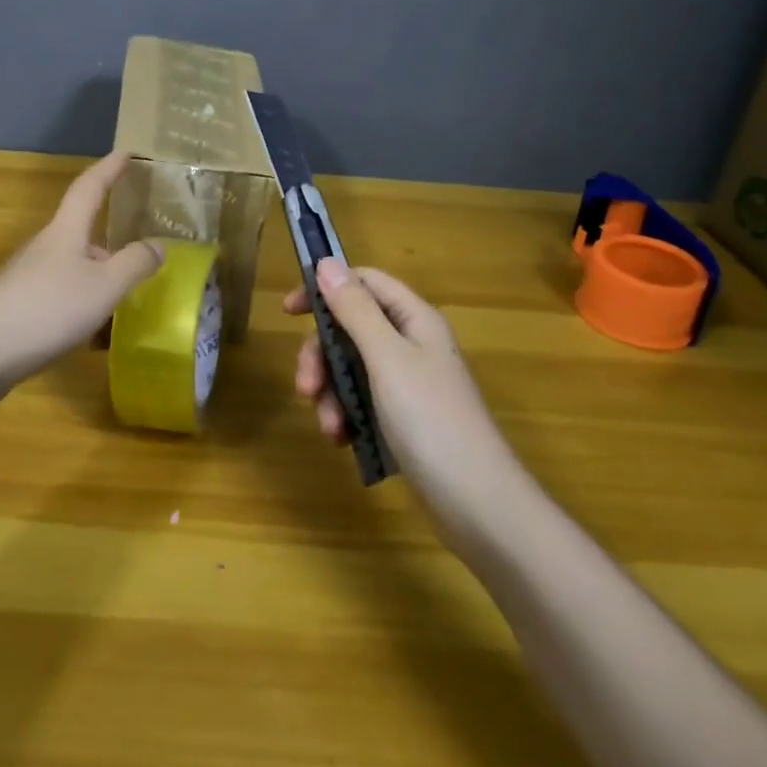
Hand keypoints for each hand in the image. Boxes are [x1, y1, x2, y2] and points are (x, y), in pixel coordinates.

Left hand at [0, 152, 163, 394]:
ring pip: (72, 264)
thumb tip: (157, 245)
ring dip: (96, 271)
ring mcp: (28, 276)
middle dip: (107, 233)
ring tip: (123, 292)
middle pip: (80, 229)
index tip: (125, 153)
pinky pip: (60, 292)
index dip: (108, 169)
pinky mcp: (19, 305)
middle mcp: (45, 246)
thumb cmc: (48, 309)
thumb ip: (134, 264)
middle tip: (138, 242)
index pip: (89, 188)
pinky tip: (91, 327)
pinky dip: (81, 299)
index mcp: (66, 231)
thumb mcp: (104, 287)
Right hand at [285, 259, 514, 513]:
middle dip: (322, 356)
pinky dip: (346, 415)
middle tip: (305, 387)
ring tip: (330, 427)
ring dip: (331, 393)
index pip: (364, 283)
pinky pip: (362, 401)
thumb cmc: (431, 419)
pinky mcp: (404, 418)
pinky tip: (342, 440)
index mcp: (414, 319)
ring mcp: (408, 383)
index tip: (289, 312)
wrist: (477, 503)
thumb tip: (327, 262)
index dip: (325, 289)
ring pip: (351, 368)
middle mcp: (411, 344)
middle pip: (350, 329)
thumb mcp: (386, 358)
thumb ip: (355, 309)